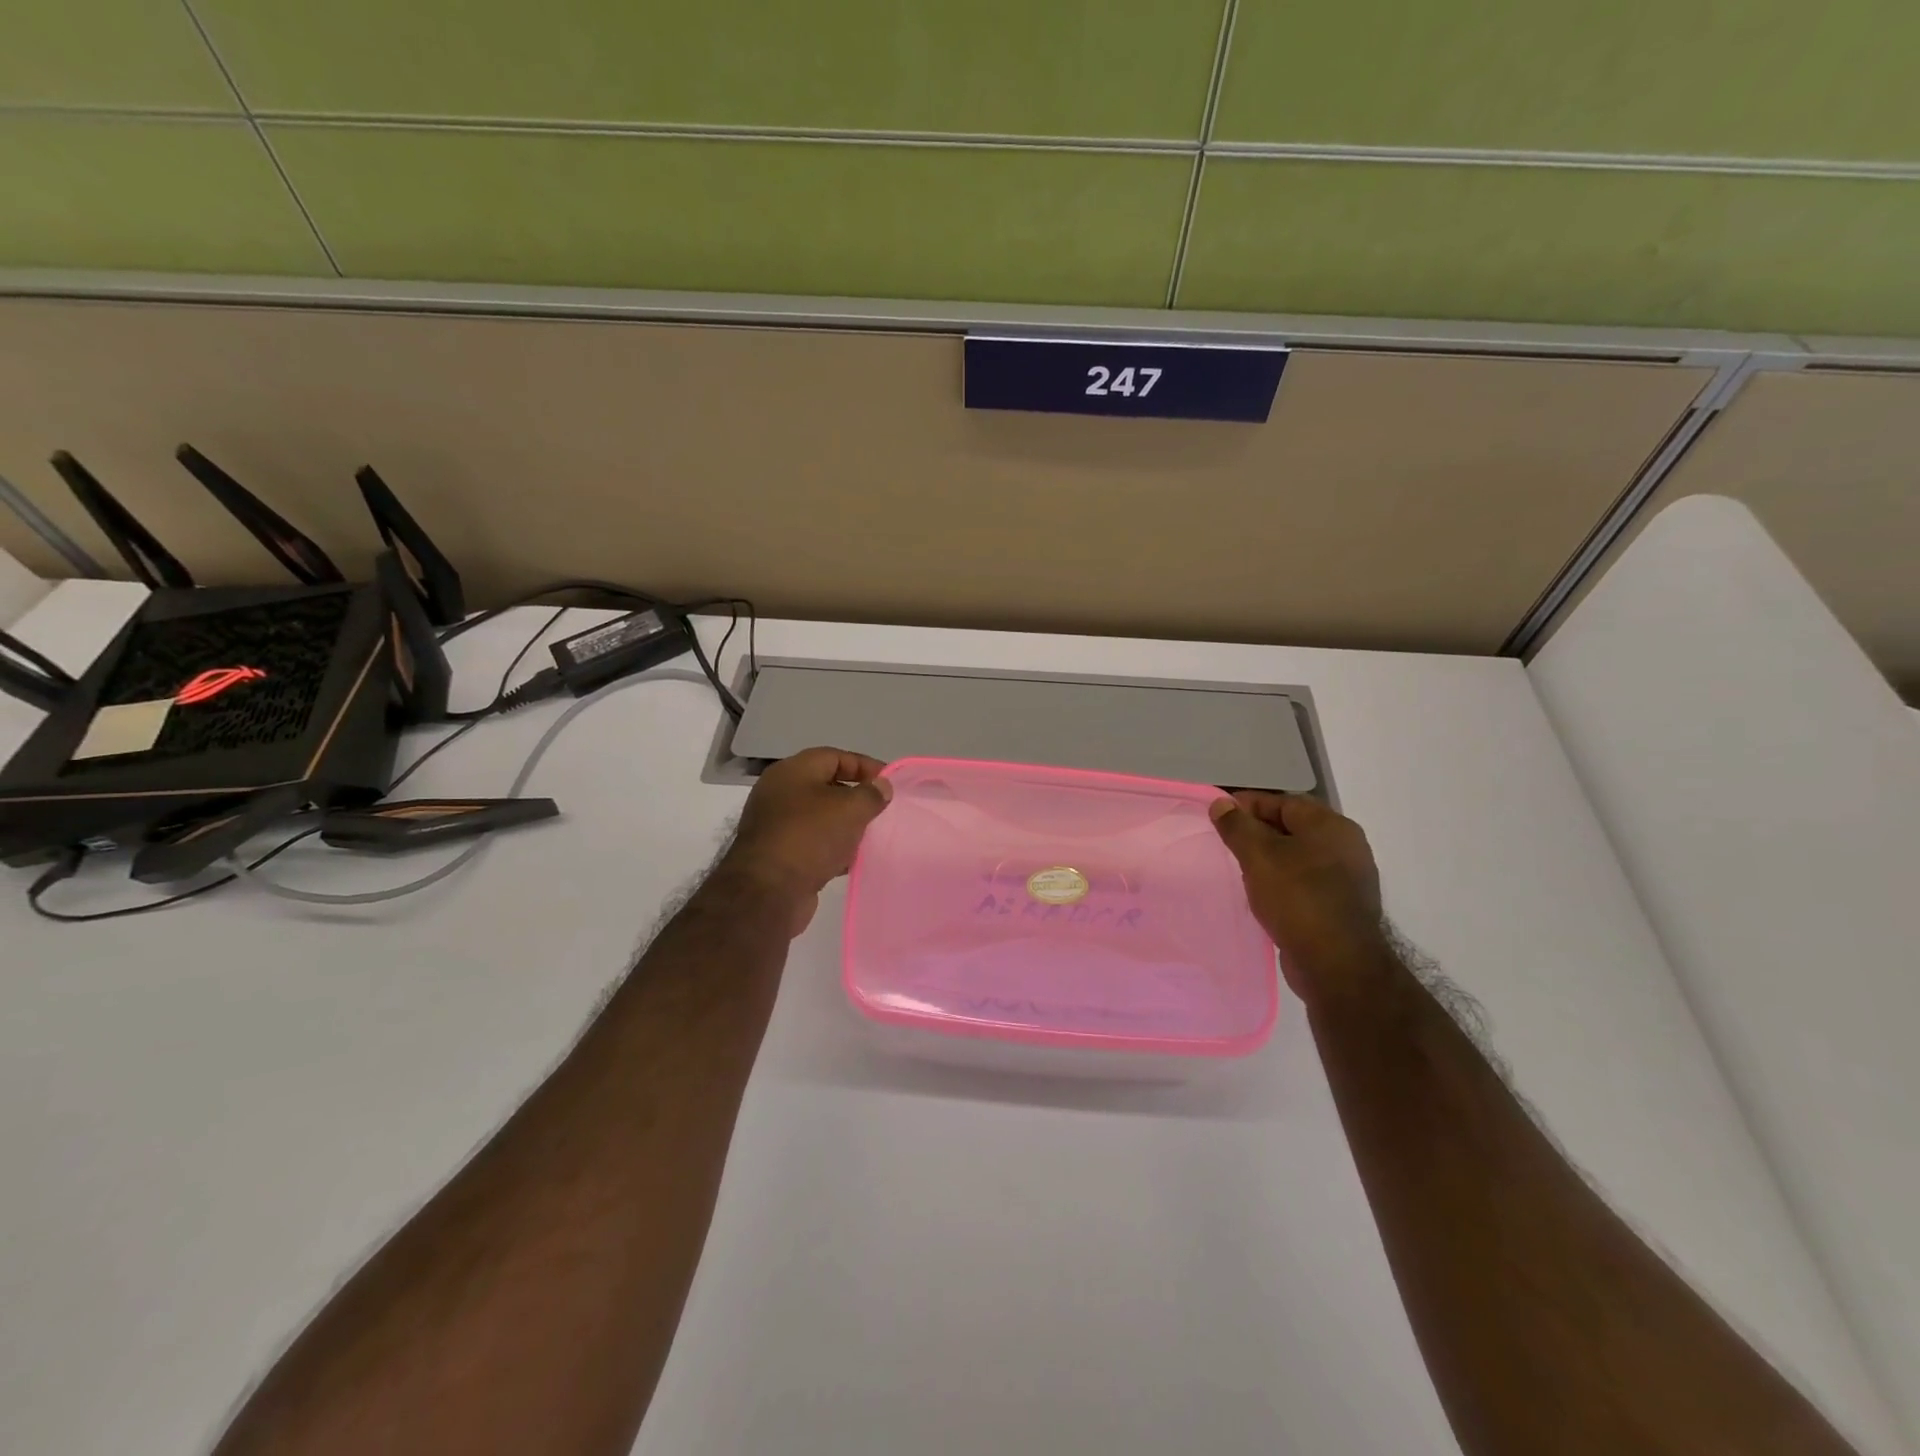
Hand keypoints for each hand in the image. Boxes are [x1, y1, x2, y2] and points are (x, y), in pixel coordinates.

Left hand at [719, 747, 891, 935]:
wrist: (767, 891)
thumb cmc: (810, 837)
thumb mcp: (850, 809)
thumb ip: (871, 794)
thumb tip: (881, 786)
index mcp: (792, 771)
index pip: (835, 756)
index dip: (865, 766)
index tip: (889, 783)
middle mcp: (779, 792)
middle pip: (826, 786)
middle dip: (856, 797)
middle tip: (881, 810)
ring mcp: (776, 824)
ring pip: (820, 817)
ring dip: (845, 825)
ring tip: (870, 836)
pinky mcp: (777, 854)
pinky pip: (812, 842)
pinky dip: (832, 848)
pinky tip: (850, 861)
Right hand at [1209, 791, 1387, 999]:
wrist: (1337, 964)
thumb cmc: (1297, 898)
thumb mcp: (1258, 855)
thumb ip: (1237, 826)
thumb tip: (1221, 803)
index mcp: (1331, 826)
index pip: (1283, 802)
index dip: (1248, 804)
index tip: (1219, 814)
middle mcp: (1346, 846)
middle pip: (1293, 827)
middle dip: (1258, 831)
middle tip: (1226, 842)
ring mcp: (1348, 878)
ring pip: (1299, 856)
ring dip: (1270, 859)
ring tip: (1240, 868)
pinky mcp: (1342, 906)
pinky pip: (1305, 882)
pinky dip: (1283, 881)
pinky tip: (1263, 894)